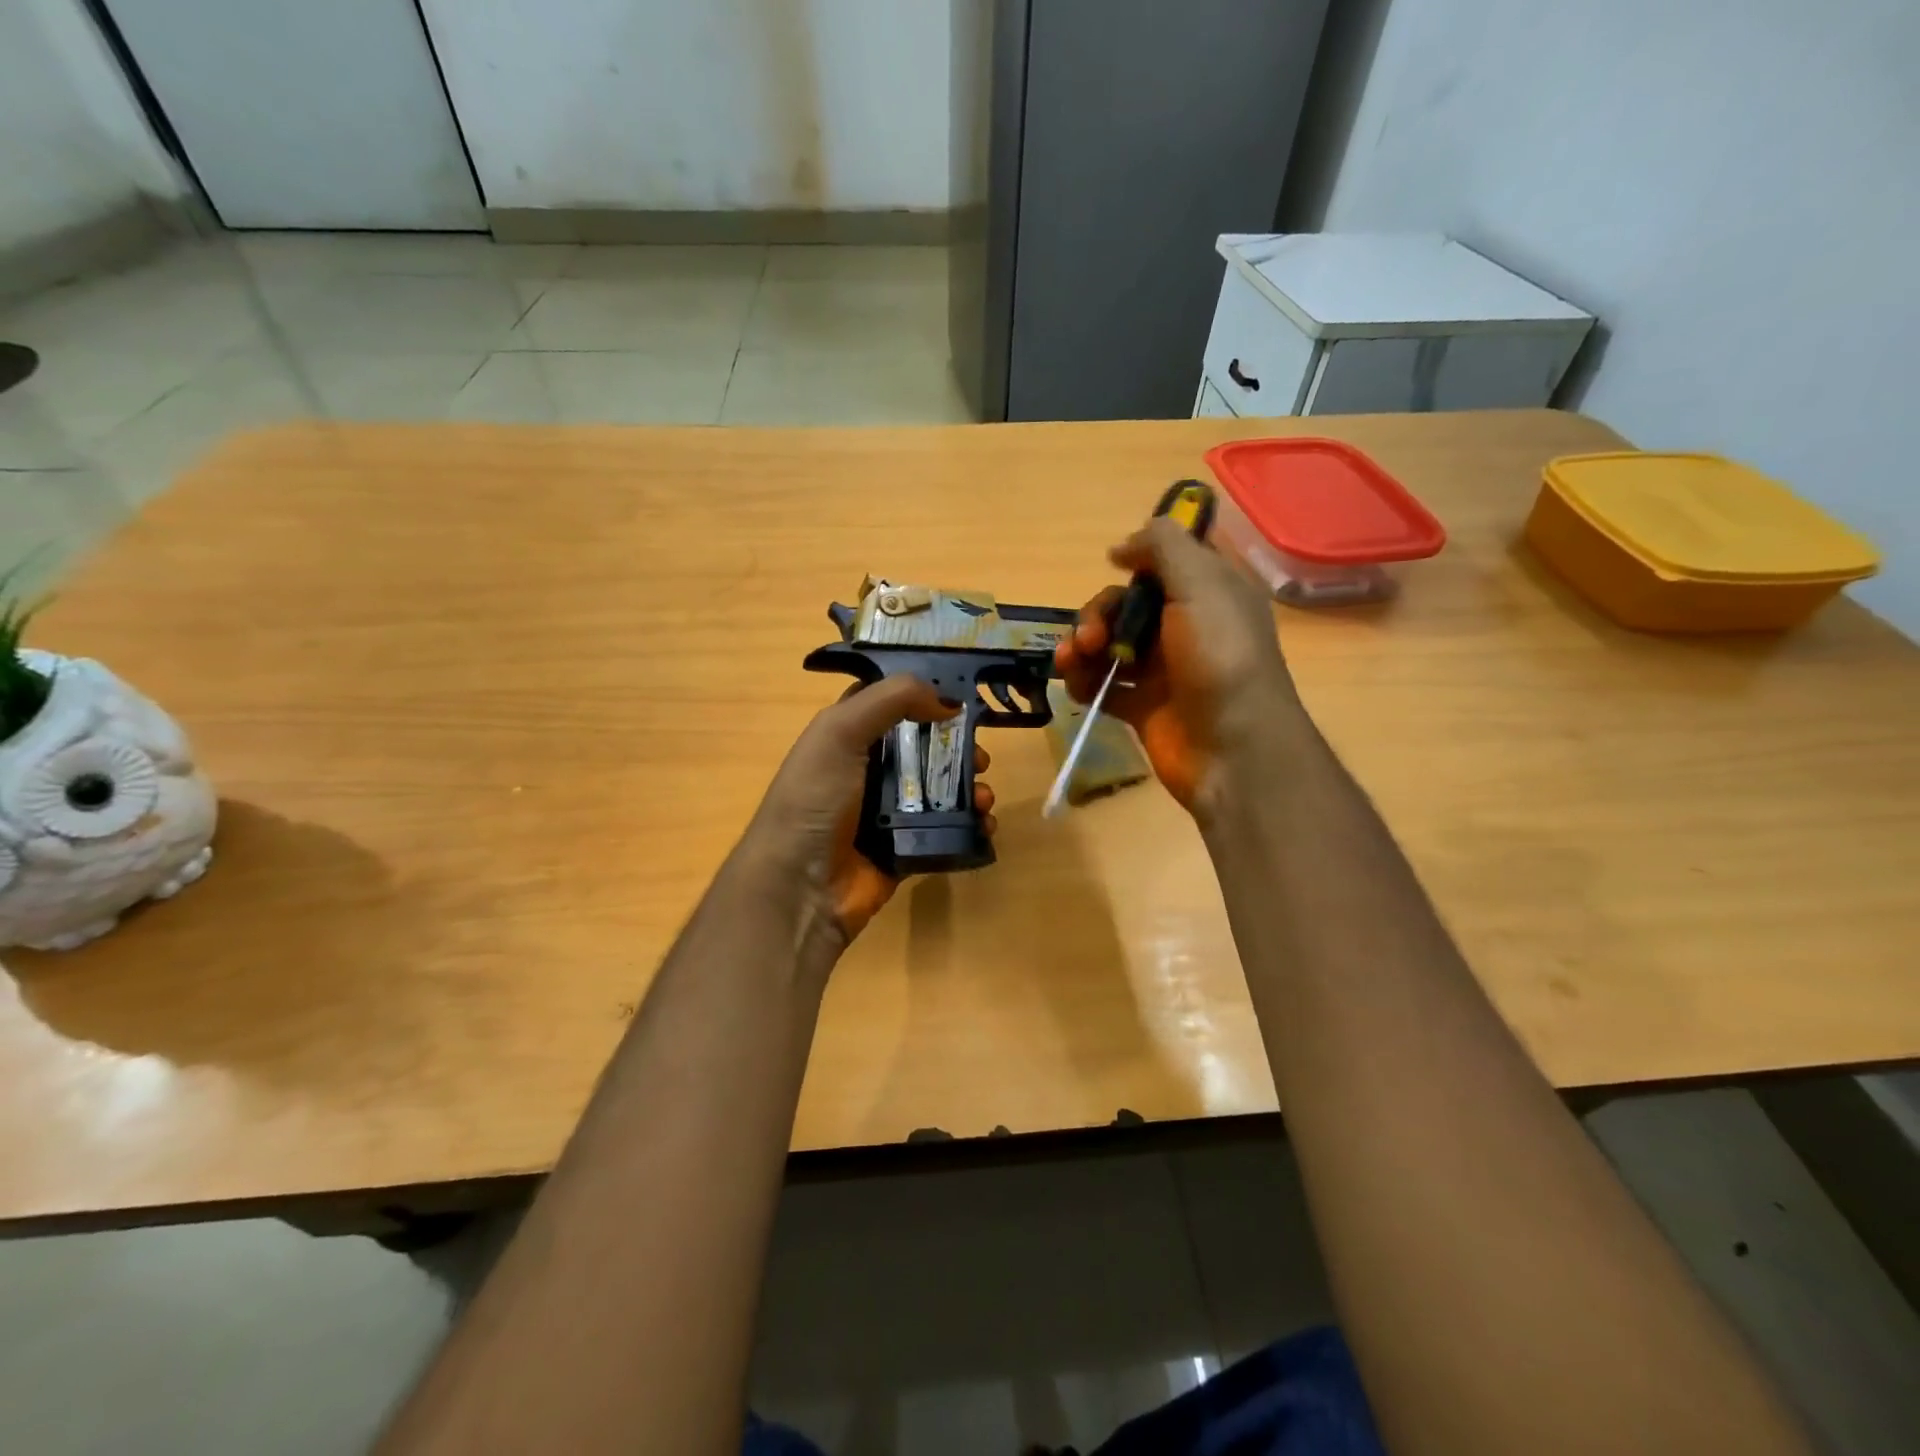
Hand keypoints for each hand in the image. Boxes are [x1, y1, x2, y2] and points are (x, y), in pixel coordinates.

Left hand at [742, 676, 994, 944]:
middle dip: (958, 748)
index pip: (891, 704)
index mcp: (847, 736)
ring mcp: (888, 811)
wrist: (800, 887)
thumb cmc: (815, 799)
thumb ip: (891, 700)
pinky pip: (946, 829)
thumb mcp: (839, 732)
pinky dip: (971, 824)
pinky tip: (985, 823)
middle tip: (981, 758)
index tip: (963, 699)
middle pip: (925, 747)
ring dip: (970, 787)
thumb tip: (949, 701)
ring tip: (985, 796)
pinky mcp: (906, 847)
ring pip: (941, 788)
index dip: (925, 696)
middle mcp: (868, 769)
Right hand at [1054, 518, 1297, 816]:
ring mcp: (1162, 670)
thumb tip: (1121, 546)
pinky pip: (1103, 685)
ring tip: (1071, 662)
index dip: (1140, 557)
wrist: (1233, 750)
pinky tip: (1077, 686)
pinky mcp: (1143, 707)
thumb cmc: (1220, 658)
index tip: (1115, 562)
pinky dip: (1084, 682)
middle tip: (1090, 637)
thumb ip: (1163, 548)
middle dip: (1099, 613)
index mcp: (1209, 593)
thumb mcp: (1200, 585)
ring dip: (1082, 646)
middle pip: (1126, 604)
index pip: (1169, 562)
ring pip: (1109, 644)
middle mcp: (1186, 627)